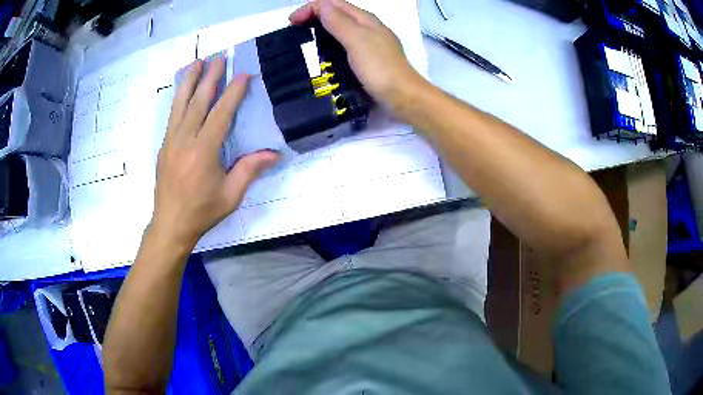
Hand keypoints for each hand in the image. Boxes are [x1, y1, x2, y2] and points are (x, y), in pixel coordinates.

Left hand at [151, 57, 279, 247]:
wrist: (170, 224)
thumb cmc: (202, 211)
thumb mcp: (230, 195)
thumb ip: (249, 170)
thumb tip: (275, 154)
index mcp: (204, 150)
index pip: (220, 113)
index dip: (233, 92)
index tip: (242, 74)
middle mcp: (185, 139)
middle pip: (198, 101)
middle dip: (210, 77)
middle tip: (218, 57)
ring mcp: (171, 141)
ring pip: (180, 104)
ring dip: (189, 81)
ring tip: (196, 62)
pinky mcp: (164, 146)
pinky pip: (172, 115)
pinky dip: (178, 98)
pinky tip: (182, 90)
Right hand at [290, 0, 423, 110]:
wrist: (403, 98)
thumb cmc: (380, 68)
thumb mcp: (357, 40)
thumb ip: (338, 21)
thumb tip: (320, 5)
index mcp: (364, 19)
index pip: (333, 3)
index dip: (310, 8)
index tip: (292, 24)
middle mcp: (366, 28)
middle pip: (336, 14)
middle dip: (313, 18)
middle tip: (294, 33)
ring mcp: (367, 45)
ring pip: (339, 30)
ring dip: (320, 32)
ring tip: (303, 44)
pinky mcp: (366, 61)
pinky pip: (343, 47)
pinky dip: (328, 47)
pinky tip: (321, 58)